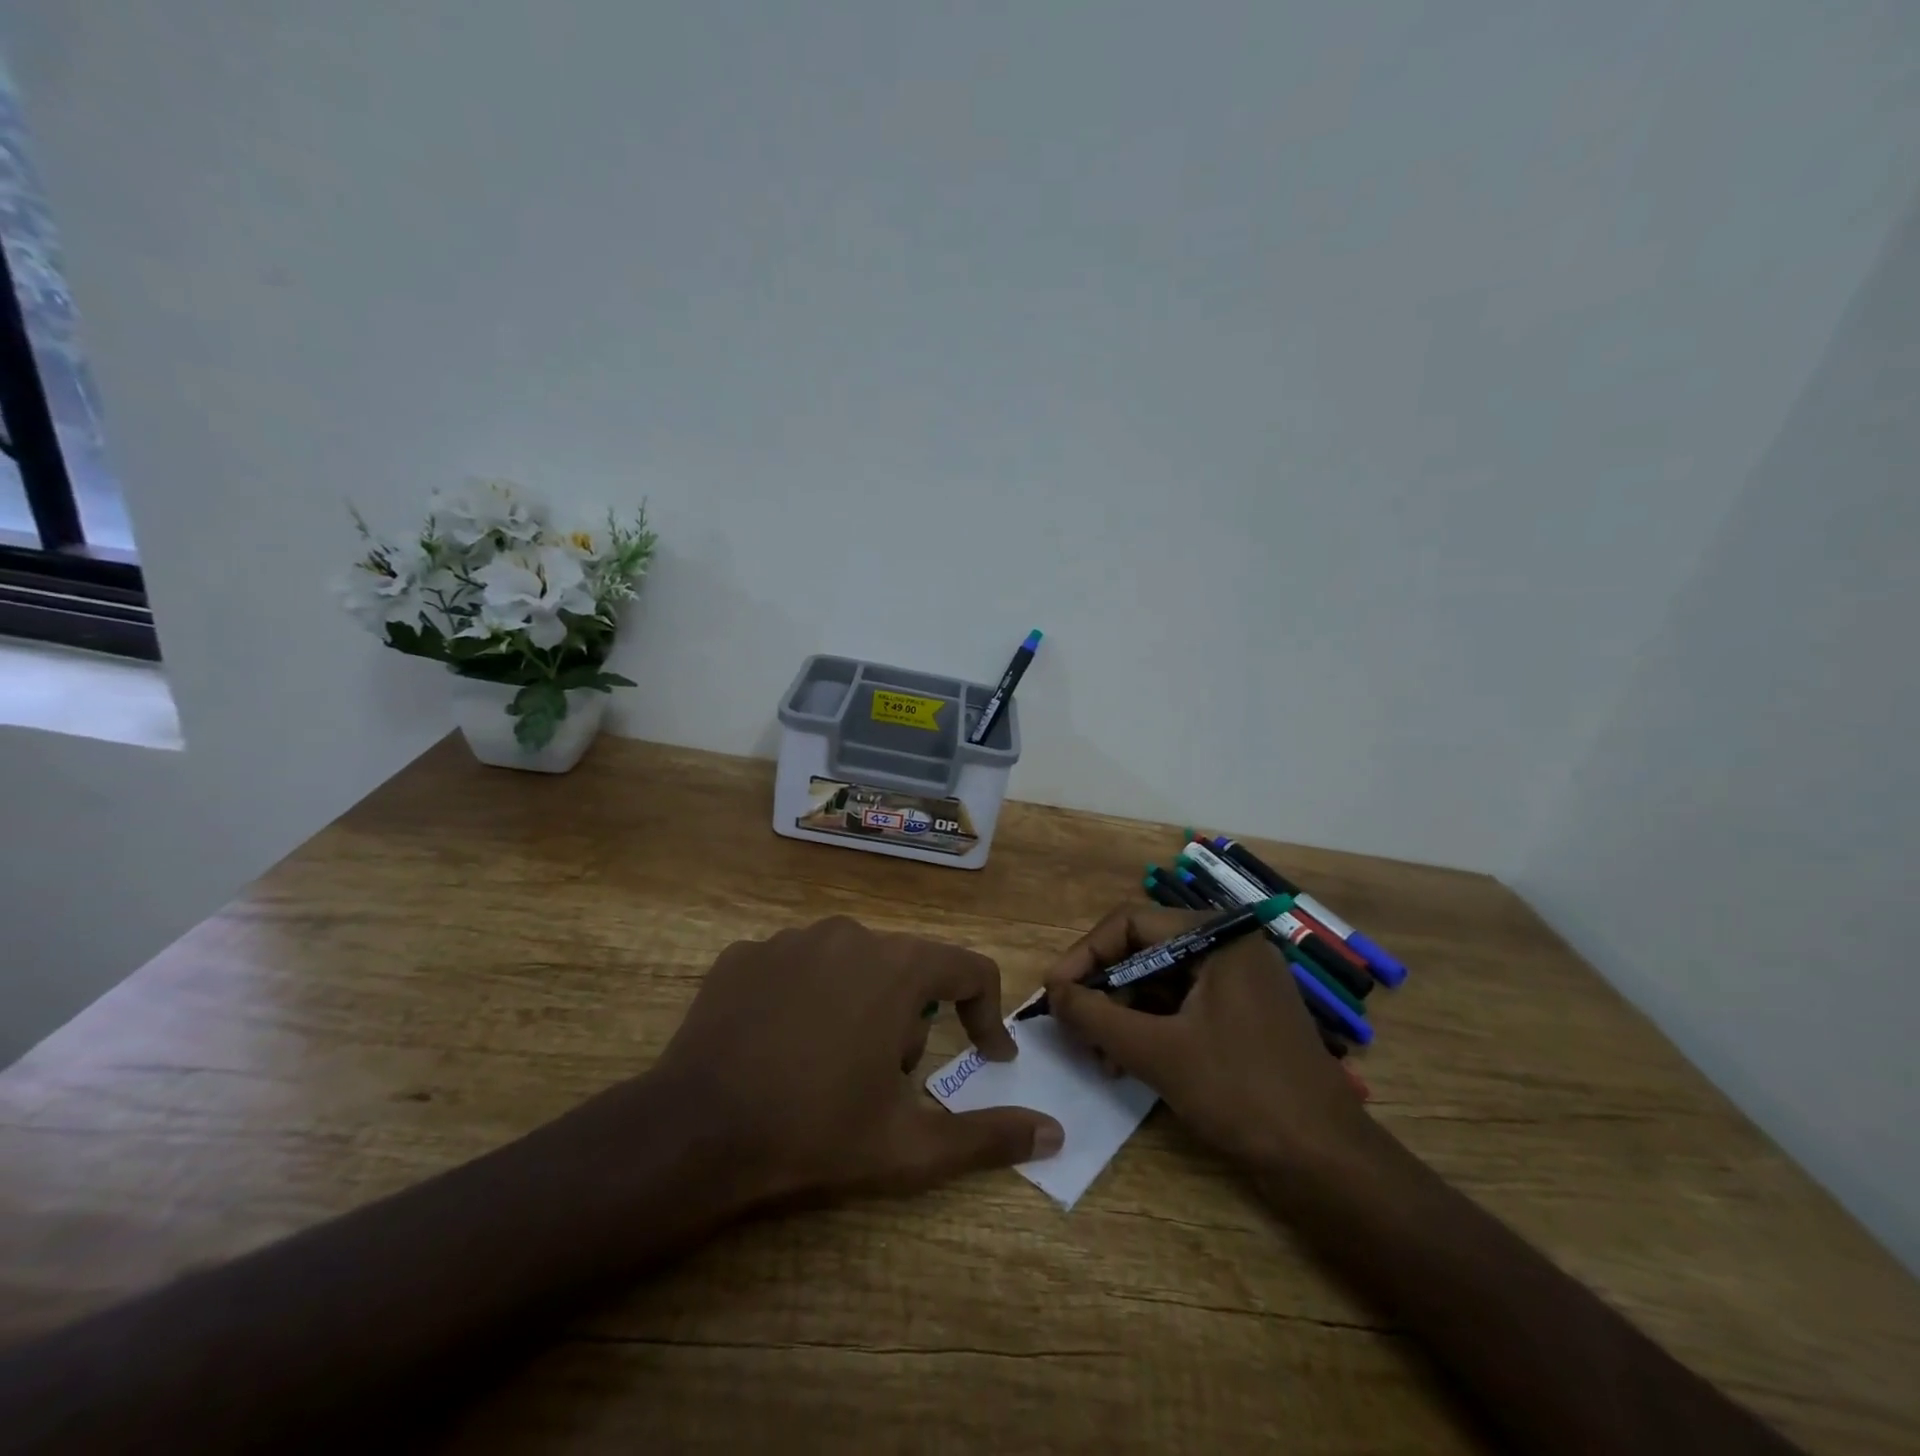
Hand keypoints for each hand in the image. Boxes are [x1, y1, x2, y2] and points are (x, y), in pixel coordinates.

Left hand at [648, 916, 1063, 1204]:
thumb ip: (987, 1137)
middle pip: (907, 970)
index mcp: (896, 968)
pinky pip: (797, 968)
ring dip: (859, 1006)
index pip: (969, 969)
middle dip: (912, 1022)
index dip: (987, 1012)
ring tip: (830, 1066)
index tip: (987, 1054)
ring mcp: (791, 939)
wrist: (694, 1133)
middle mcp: (849, 935)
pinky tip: (780, 1047)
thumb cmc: (814, 1134)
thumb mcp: (909, 1147)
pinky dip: (804, 1000)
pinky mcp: (745, 953)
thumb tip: (1054, 1134)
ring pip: (851, 965)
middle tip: (886, 1081)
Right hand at [1042, 905, 1368, 1170]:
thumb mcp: (1157, 1052)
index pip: (1130, 923)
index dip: (1085, 955)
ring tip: (1098, 1057)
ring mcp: (1237, 983)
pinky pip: (1180, 1006)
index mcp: (1216, 937)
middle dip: (1104, 990)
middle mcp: (1227, 948)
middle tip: (1072, 1029)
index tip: (1053, 992)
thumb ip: (1096, 1017)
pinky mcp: (1240, 1016)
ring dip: (1122, 1015)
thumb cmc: (1242, 1094)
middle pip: (1143, 951)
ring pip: (1159, 982)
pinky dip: (1149, 1029)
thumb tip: (1051, 992)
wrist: (1328, 1165)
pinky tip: (1125, 1062)